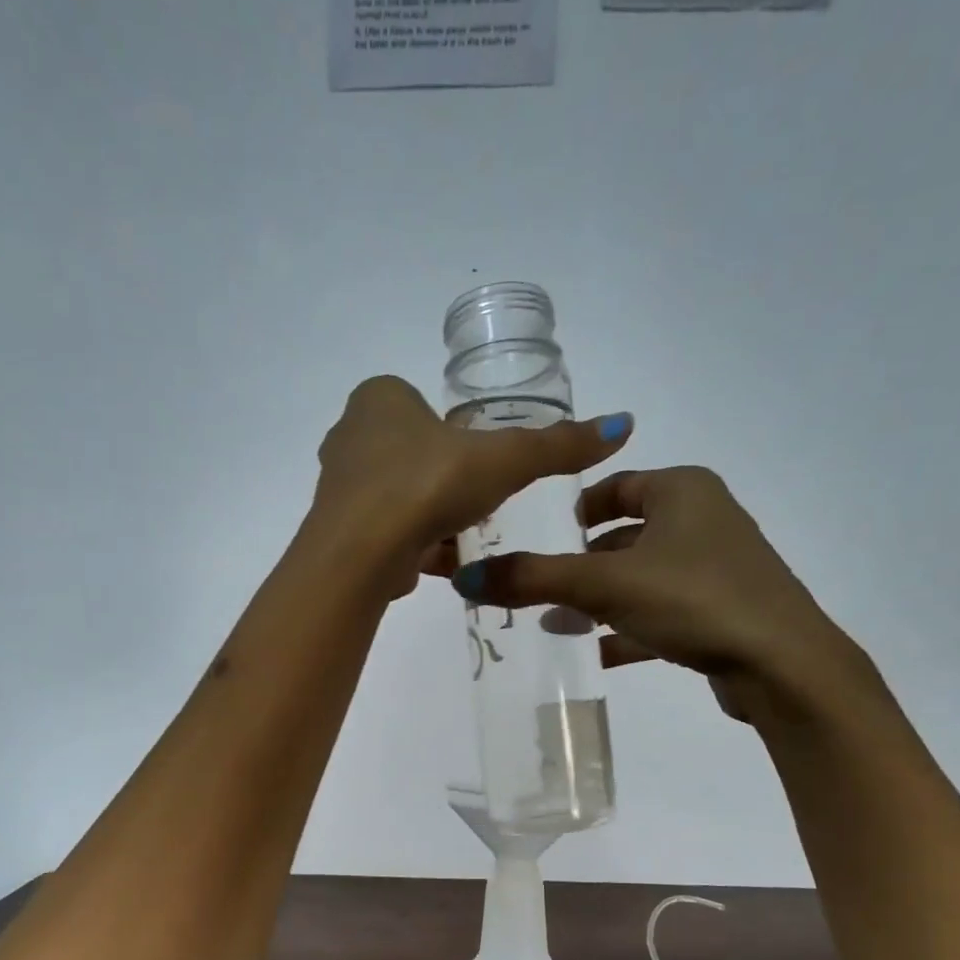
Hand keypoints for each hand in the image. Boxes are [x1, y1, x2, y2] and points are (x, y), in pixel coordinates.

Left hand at [307, 376, 631, 595]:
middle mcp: (350, 433)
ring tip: (460, 534)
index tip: (479, 463)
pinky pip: (385, 529)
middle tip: (474, 500)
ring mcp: (338, 484)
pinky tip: (438, 561)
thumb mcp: (504, 460)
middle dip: (444, 477)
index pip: (425, 406)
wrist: (361, 553)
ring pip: (397, 494)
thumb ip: (557, 446)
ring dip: (428, 514)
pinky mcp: (336, 529)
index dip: (456, 434)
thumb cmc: (428, 485)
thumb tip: (622, 425)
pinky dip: (412, 543)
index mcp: (380, 397)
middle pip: (412, 452)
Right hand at [451, 466, 863, 721]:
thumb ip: (535, 579)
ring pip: (640, 578)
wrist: (782, 665)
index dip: (572, 510)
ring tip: (553, 625)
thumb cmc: (694, 599)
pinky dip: (627, 629)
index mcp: (683, 490)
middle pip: (624, 536)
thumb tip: (466, 579)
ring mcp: (716, 569)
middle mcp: (703, 520)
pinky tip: (593, 654)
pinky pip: (660, 613)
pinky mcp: (721, 613)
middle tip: (534, 589)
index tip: (535, 538)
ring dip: (598, 601)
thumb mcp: (605, 584)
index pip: (614, 486)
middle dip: (578, 564)